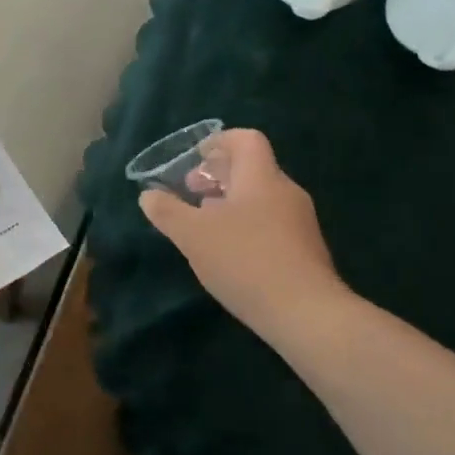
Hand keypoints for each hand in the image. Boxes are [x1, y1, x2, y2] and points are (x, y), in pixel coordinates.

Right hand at [140, 128, 346, 345]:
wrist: (306, 314)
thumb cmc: (245, 261)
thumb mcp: (193, 235)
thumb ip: (167, 211)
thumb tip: (148, 195)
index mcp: (261, 178)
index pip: (246, 139)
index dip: (219, 142)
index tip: (195, 157)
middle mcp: (285, 192)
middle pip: (252, 168)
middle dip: (218, 175)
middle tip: (191, 192)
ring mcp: (300, 222)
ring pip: (260, 197)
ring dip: (230, 202)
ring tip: (205, 225)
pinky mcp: (305, 250)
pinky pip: (271, 223)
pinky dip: (247, 225)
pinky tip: (230, 253)